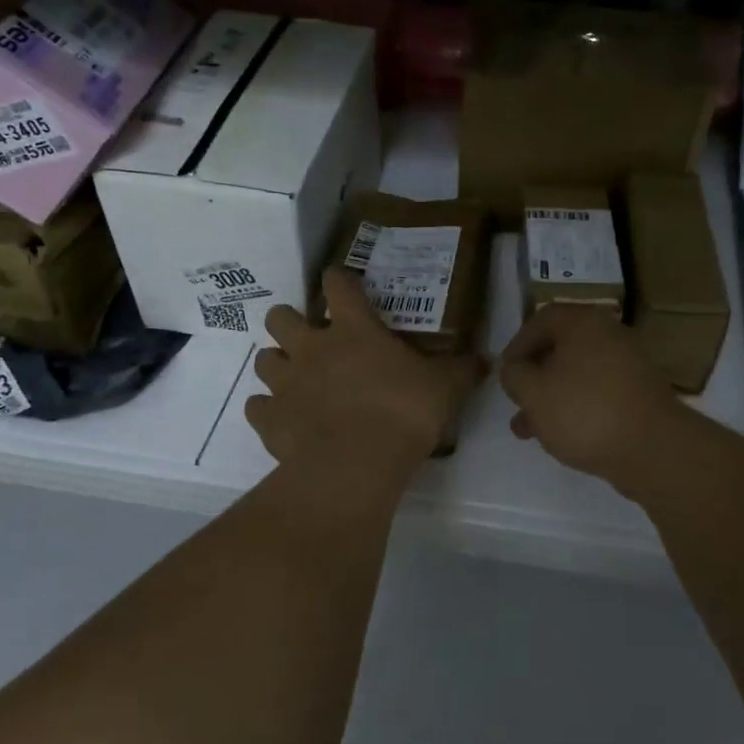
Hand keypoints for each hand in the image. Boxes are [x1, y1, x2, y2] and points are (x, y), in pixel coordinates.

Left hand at [247, 269, 484, 472]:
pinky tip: (285, 419)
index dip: (338, 278)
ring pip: (264, 359)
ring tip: (297, 379)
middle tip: (312, 338)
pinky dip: (268, 410)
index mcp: (353, 329)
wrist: (356, 465)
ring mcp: (285, 383)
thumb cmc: (403, 412)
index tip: (342, 282)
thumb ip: (462, 370)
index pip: (338, 285)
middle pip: (280, 316)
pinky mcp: (269, 419)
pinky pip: (257, 407)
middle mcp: (311, 348)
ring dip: (278, 364)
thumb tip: (485, 359)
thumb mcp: (445, 388)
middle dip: (290, 322)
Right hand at [498, 304, 682, 481]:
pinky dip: (577, 407)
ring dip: (551, 397)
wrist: (654, 449)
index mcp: (584, 323)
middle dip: (533, 377)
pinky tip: (561, 436)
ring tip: (528, 430)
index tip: (505, 372)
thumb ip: (514, 375)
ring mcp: (629, 365)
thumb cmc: (585, 411)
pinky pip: (598, 392)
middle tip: (516, 401)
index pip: (541, 319)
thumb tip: (514, 368)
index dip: (517, 344)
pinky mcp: (640, 394)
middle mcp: (609, 335)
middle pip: (561, 348)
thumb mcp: (534, 393)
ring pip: (578, 375)